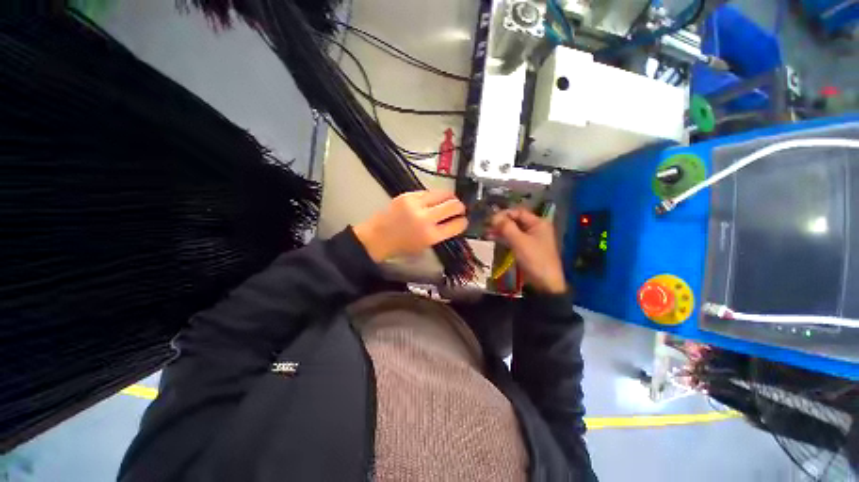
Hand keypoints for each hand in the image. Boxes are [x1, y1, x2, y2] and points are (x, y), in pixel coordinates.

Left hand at [353, 191, 467, 261]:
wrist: (378, 237)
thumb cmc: (401, 246)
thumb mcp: (425, 246)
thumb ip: (441, 234)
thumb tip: (453, 223)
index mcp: (431, 236)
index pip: (457, 225)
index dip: (463, 222)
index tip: (463, 220)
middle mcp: (425, 219)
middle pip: (453, 206)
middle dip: (460, 207)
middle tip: (460, 208)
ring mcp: (416, 205)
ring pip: (443, 194)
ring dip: (450, 197)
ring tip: (450, 200)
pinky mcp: (408, 195)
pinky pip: (428, 192)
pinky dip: (434, 196)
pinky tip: (434, 200)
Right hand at [490, 208, 566, 293]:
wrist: (544, 283)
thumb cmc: (534, 259)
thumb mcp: (519, 241)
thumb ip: (506, 227)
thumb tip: (493, 216)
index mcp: (538, 223)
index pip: (518, 212)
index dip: (504, 214)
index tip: (490, 219)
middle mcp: (535, 228)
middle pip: (515, 220)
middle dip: (500, 222)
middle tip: (485, 225)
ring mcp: (530, 238)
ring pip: (512, 230)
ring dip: (500, 230)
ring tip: (486, 232)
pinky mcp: (525, 248)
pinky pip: (512, 238)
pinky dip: (503, 238)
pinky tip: (492, 238)